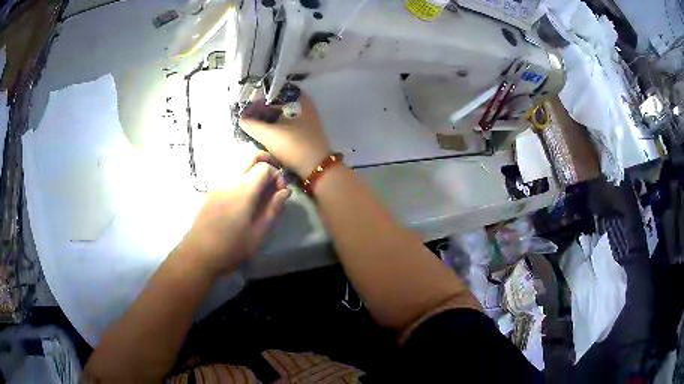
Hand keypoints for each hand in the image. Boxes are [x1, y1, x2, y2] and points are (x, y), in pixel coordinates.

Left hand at [179, 151, 290, 275]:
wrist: (198, 254)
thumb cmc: (231, 247)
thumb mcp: (258, 233)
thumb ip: (273, 209)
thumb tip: (284, 192)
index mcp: (243, 190)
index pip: (264, 167)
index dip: (277, 176)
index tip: (280, 192)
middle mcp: (229, 179)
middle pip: (250, 154)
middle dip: (266, 160)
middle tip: (274, 177)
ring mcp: (218, 183)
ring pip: (238, 160)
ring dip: (253, 166)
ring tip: (260, 187)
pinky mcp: (211, 190)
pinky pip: (229, 171)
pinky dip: (242, 174)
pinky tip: (244, 195)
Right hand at [240, 93, 330, 177]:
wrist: (316, 167)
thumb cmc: (294, 146)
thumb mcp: (268, 135)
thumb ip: (251, 125)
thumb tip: (241, 119)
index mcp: (299, 98)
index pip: (272, 93)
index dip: (255, 100)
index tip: (242, 110)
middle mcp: (304, 104)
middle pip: (276, 103)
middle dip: (259, 111)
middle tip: (245, 119)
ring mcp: (305, 117)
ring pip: (280, 114)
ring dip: (265, 119)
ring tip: (251, 126)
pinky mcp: (304, 130)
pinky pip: (285, 123)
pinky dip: (273, 126)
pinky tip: (262, 133)